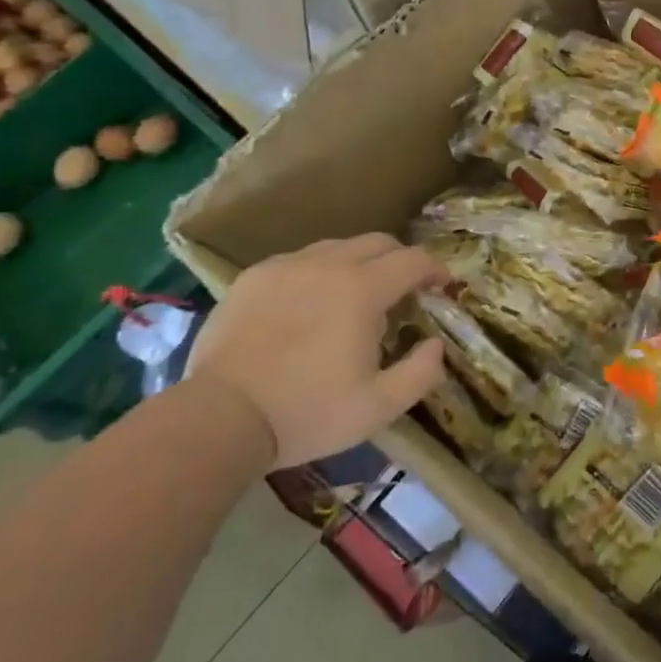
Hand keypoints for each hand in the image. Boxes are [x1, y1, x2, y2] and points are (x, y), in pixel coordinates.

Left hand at [185, 234, 447, 469]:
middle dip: (400, 259)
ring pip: (337, 247)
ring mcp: (286, 267)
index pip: (414, 260)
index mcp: (363, 289)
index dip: (435, 269)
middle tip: (404, 289)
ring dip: (359, 263)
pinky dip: (317, 272)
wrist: (219, 419)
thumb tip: (435, 345)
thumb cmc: (307, 412)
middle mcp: (328, 265)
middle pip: (378, 242)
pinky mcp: (253, 277)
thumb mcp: (379, 407)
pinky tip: (309, 302)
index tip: (441, 286)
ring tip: (355, 295)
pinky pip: (298, 260)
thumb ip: (421, 373)